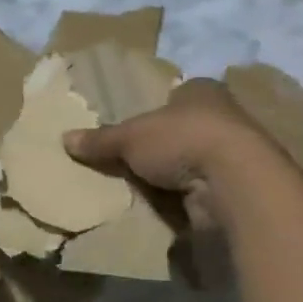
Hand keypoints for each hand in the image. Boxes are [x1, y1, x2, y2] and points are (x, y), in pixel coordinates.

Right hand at [64, 78, 287, 227]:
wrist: (234, 182)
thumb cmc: (183, 139)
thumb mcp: (131, 137)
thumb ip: (101, 139)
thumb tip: (64, 138)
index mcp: (202, 91)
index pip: (176, 95)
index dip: (156, 110)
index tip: (135, 130)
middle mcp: (224, 117)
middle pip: (185, 130)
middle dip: (163, 147)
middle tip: (132, 163)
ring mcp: (235, 154)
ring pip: (195, 162)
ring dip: (176, 177)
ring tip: (144, 191)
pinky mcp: (238, 187)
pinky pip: (203, 192)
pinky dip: (187, 200)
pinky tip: (166, 210)